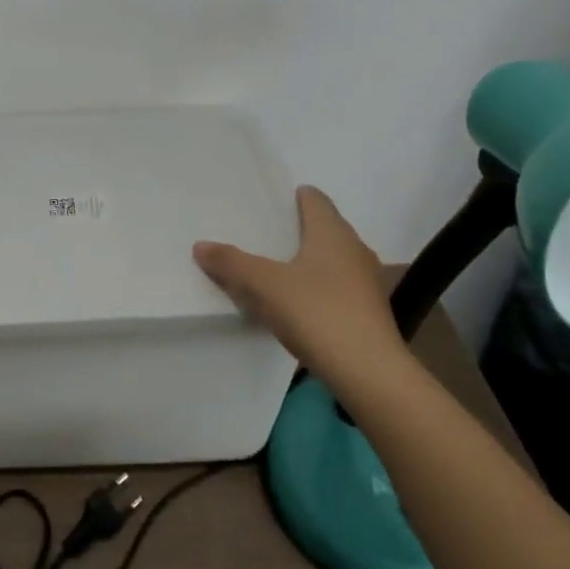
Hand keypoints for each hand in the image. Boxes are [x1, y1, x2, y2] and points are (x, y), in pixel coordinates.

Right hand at [193, 186, 405, 380]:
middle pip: (326, 228)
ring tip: (278, 268)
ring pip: (334, 259)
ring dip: (310, 260)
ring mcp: (366, 282)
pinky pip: (338, 287)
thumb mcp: (264, 286)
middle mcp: (354, 249)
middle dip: (300, 229)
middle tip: (266, 234)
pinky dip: (319, 287)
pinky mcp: (369, 312)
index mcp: (332, 233)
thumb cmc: (317, 313)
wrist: (369, 371)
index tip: (274, 201)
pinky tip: (299, 303)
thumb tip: (200, 245)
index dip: (296, 196)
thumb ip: (232, 263)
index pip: (316, 200)